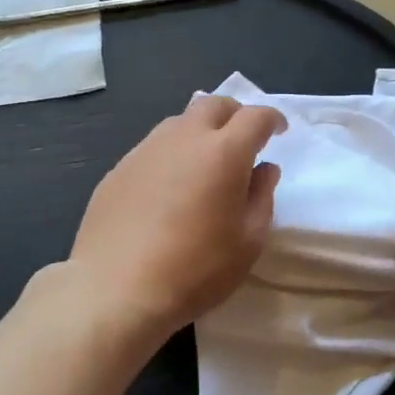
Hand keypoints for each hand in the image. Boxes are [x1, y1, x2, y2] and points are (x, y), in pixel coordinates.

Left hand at [66, 93, 284, 352]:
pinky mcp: (119, 168)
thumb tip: (264, 169)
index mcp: (224, 152)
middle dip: (235, 115)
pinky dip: (172, 154)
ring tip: (205, 163)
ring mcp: (146, 150)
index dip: (272, 119)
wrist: (116, 290)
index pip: (255, 116)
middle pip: (214, 104)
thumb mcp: (248, 242)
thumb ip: (262, 197)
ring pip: (180, 122)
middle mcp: (184, 138)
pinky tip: (169, 188)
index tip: (279, 132)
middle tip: (243, 140)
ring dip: (200, 131)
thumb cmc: (196, 269)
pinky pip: (154, 147)